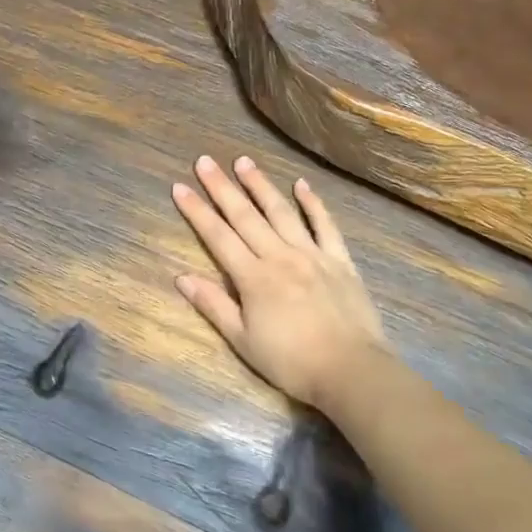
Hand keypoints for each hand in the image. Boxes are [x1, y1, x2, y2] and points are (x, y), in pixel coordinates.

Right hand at [171, 155, 388, 411]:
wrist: (351, 371)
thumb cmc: (291, 362)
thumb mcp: (243, 341)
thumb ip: (214, 305)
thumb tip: (182, 277)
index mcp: (253, 277)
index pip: (217, 236)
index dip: (197, 211)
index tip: (180, 186)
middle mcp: (279, 256)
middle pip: (245, 216)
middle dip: (222, 187)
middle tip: (205, 161)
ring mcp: (312, 254)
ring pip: (281, 212)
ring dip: (261, 185)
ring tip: (244, 161)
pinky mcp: (340, 260)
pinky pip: (325, 225)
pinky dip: (313, 203)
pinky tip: (301, 184)